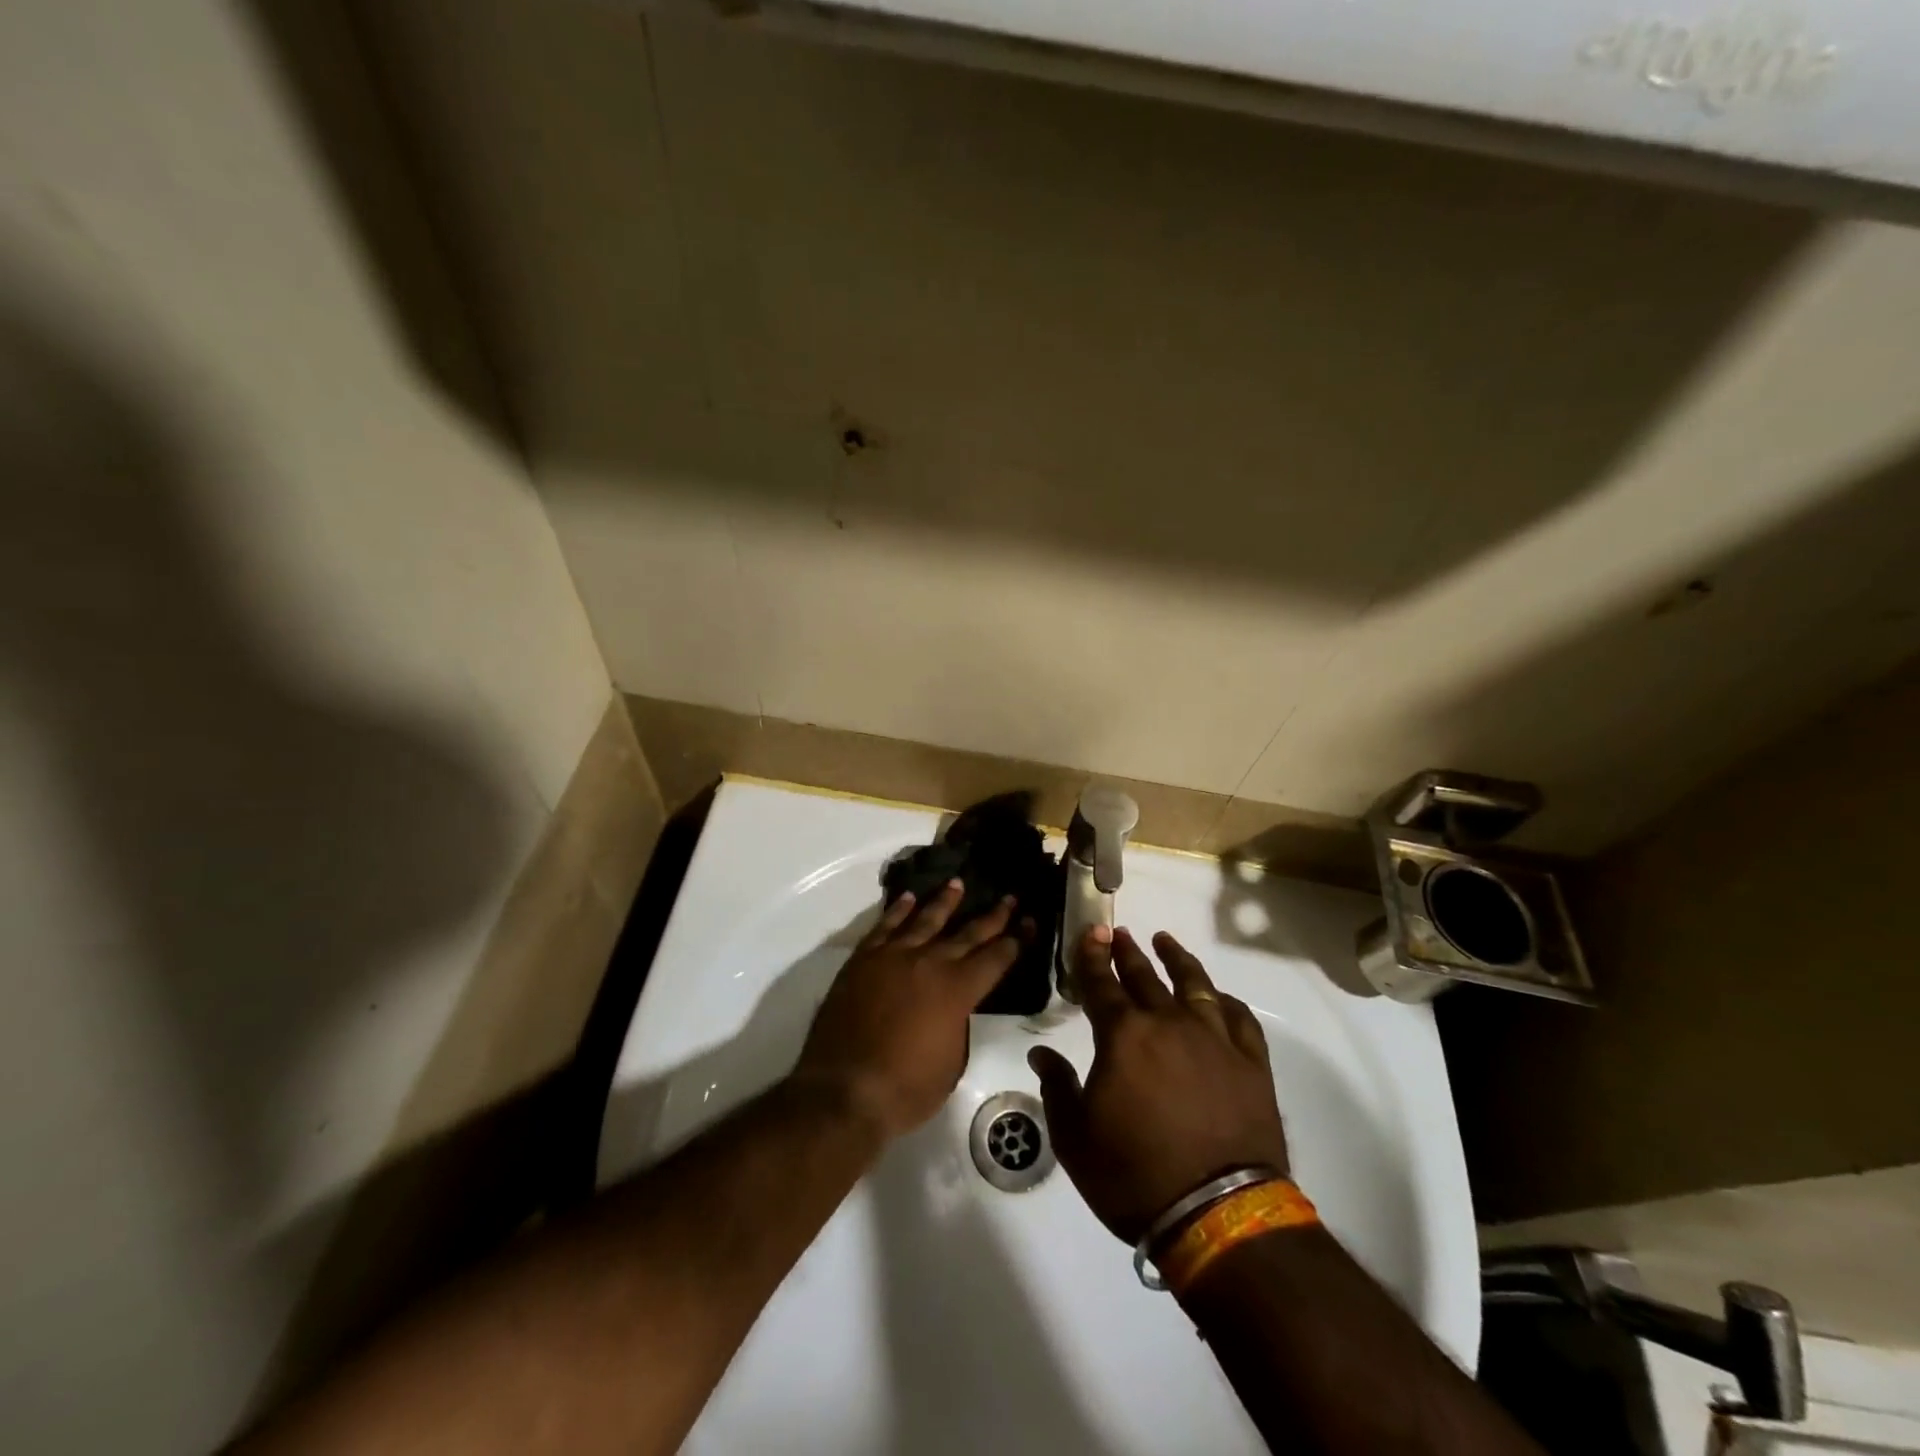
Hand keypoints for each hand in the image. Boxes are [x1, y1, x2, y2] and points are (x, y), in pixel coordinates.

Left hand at [794, 880, 1019, 1140]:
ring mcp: (894, 956)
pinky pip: (885, 926)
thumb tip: (953, 1007)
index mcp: (958, 990)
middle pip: (967, 933)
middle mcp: (930, 963)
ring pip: (925, 919)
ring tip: (958, 883)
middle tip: (1009, 897)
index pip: (997, 958)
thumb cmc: (905, 1089)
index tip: (1030, 921)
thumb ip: (957, 1025)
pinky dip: (898, 910)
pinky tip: (908, 898)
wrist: (843, 1090)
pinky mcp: (863, 959)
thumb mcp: (951, 1062)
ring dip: (945, 901)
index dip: (1017, 940)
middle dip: (993, 915)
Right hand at [1029, 927, 1289, 1244]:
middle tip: (1119, 933)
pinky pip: (1240, 1019)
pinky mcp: (1251, 1064)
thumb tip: (1040, 1055)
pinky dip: (1226, 1002)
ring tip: (1165, 942)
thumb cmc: (1134, 1176)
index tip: (1089, 933)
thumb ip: (1057, 1088)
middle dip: (1127, 952)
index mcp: (1123, 1036)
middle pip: (1144, 977)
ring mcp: (1214, 1040)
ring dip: (1177, 960)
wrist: (1218, 1214)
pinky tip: (1219, 997)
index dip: (1090, 957)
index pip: (1100, 984)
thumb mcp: (1075, 1139)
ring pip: (1194, 985)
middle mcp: (1168, 1023)